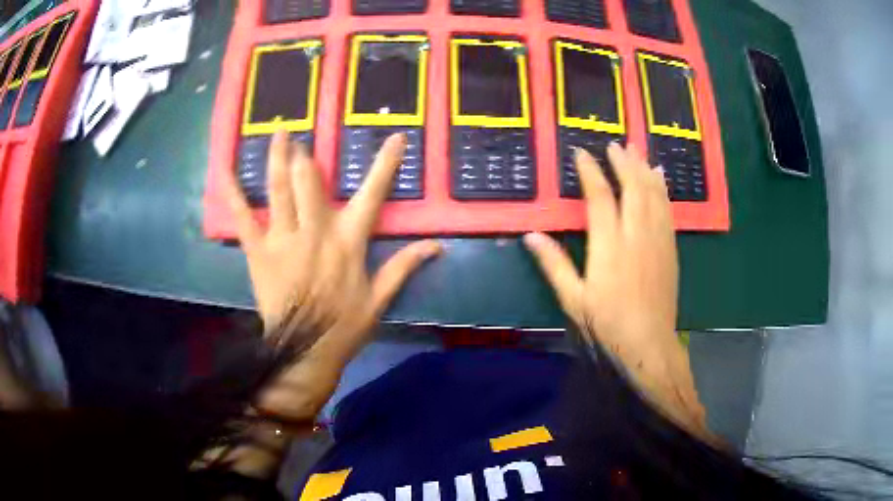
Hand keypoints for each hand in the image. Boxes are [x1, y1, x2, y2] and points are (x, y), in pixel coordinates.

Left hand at [226, 130, 440, 418]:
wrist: (303, 353)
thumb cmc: (343, 327)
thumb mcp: (379, 299)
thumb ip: (404, 267)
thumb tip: (437, 245)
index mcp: (347, 242)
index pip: (372, 194)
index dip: (386, 163)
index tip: (397, 137)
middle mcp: (315, 231)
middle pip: (310, 181)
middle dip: (305, 156)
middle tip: (300, 137)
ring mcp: (283, 239)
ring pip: (279, 189)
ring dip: (278, 157)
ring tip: (279, 132)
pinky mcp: (258, 251)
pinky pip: (242, 216)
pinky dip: (233, 191)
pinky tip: (225, 168)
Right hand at [524, 144, 708, 439]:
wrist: (648, 343)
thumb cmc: (607, 324)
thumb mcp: (573, 299)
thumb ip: (553, 264)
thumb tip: (530, 236)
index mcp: (609, 246)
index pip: (599, 197)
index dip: (590, 172)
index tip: (581, 153)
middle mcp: (636, 235)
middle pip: (632, 187)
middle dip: (623, 162)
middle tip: (614, 143)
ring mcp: (657, 240)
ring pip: (653, 194)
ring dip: (644, 169)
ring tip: (637, 149)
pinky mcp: (670, 249)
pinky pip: (667, 210)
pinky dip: (662, 189)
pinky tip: (660, 178)